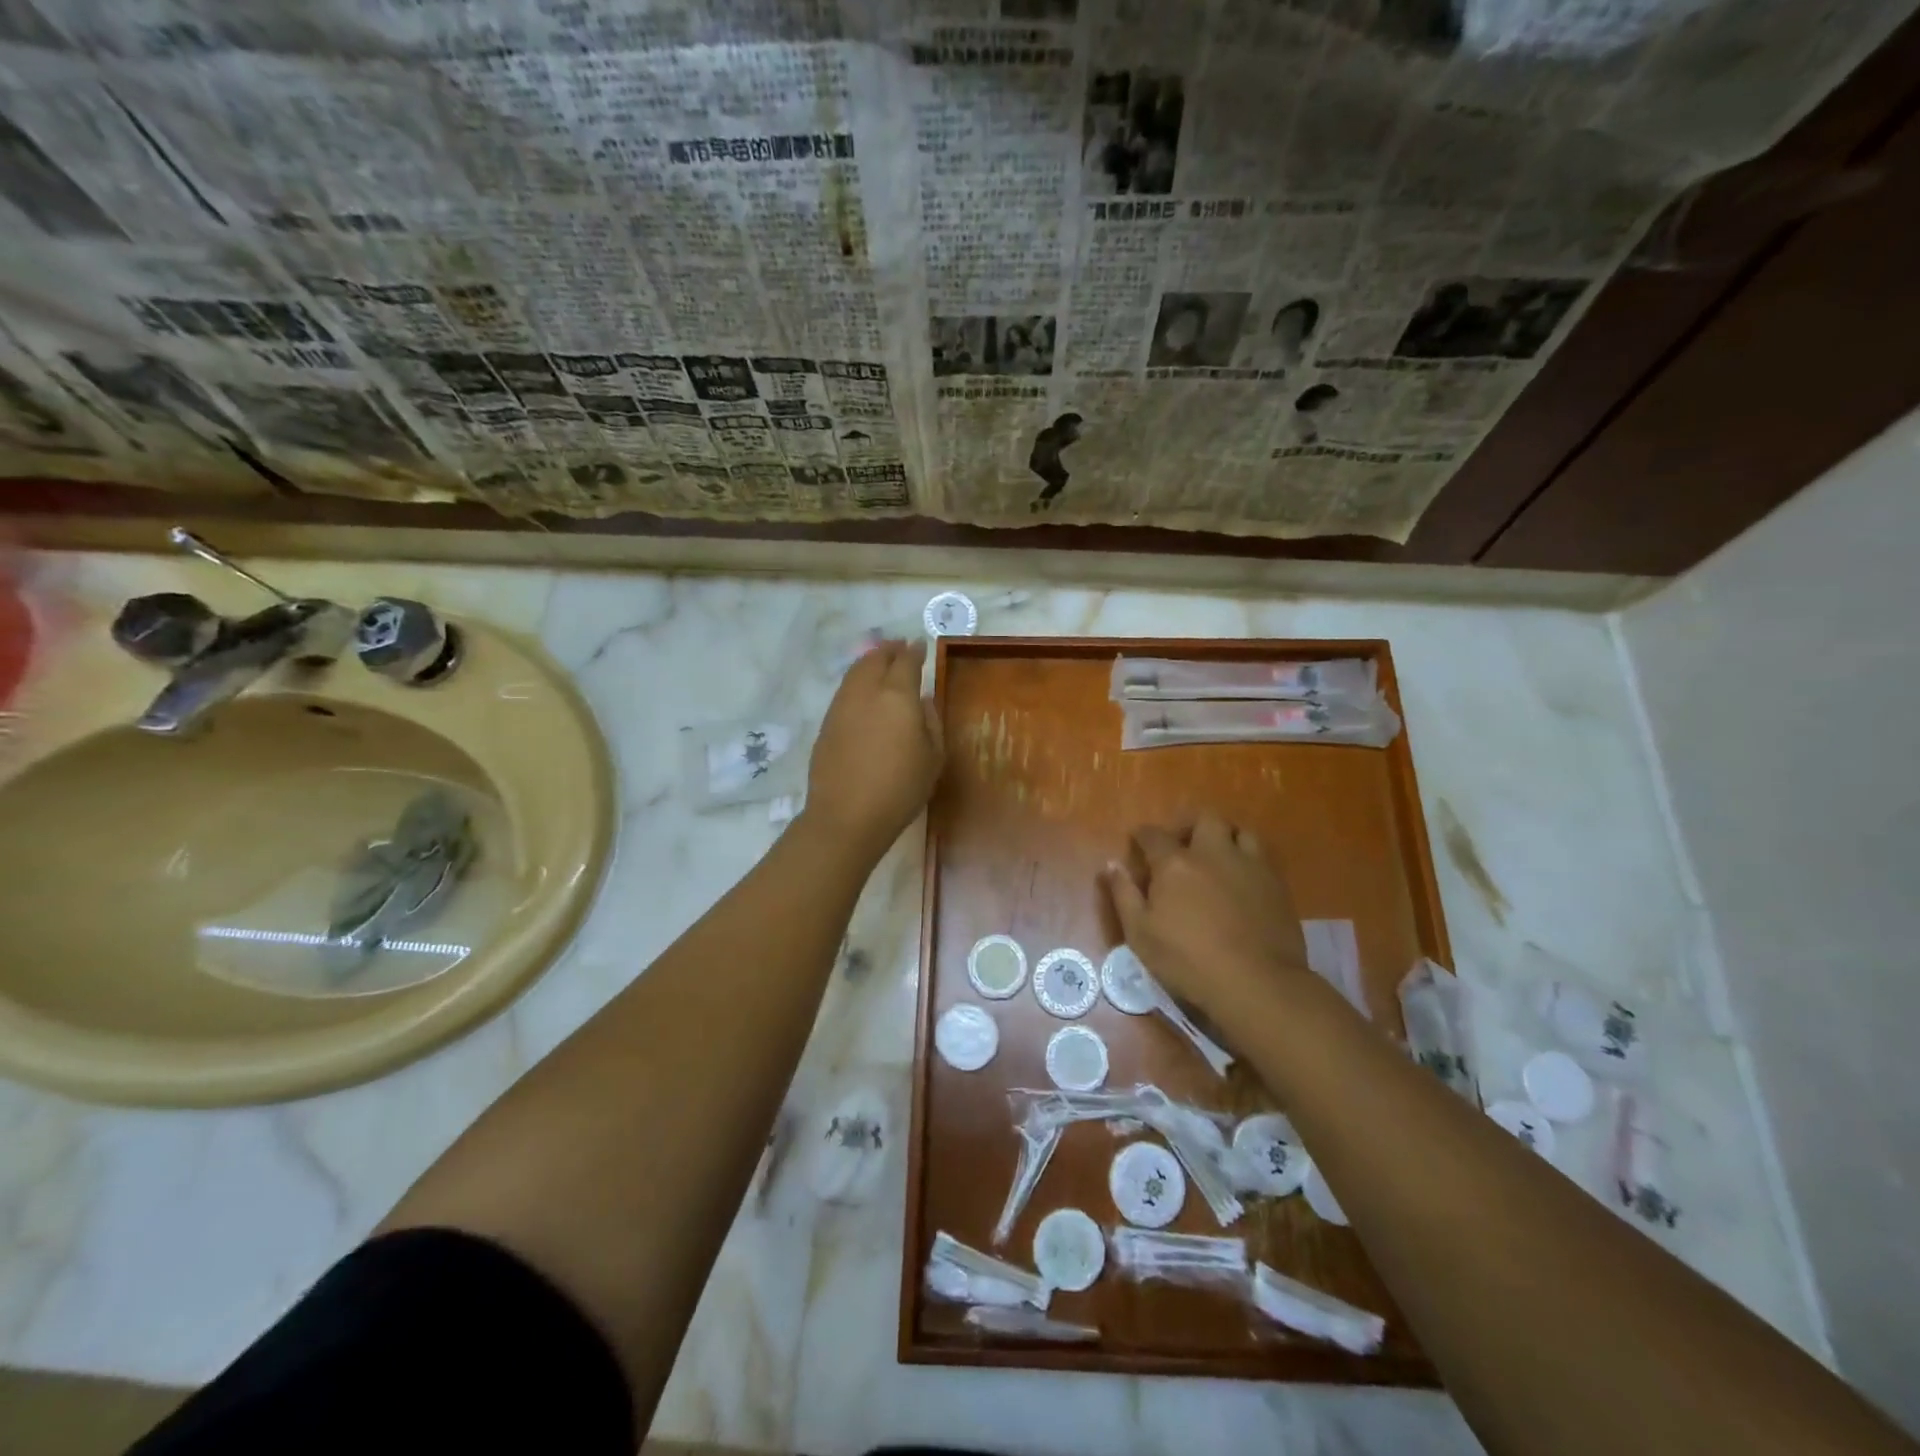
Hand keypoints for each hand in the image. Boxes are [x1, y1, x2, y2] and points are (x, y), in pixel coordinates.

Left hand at [802, 638, 943, 859]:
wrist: (847, 815)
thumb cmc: (900, 788)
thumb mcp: (933, 757)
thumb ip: (931, 722)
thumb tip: (922, 700)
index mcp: (897, 696)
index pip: (906, 662)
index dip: (915, 651)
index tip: (920, 645)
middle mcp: (866, 692)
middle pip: (875, 659)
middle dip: (889, 650)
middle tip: (899, 647)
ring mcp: (841, 706)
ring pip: (855, 672)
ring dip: (869, 662)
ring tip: (879, 663)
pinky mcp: (826, 724)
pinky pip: (844, 690)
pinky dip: (856, 681)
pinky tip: (863, 692)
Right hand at [1103, 812, 1313, 1023]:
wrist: (1256, 983)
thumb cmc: (1188, 961)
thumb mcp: (1140, 934)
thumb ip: (1124, 895)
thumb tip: (1111, 864)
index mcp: (1175, 863)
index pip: (1154, 835)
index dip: (1143, 835)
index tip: (1138, 841)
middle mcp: (1213, 853)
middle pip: (1204, 819)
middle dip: (1190, 826)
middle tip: (1183, 846)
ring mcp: (1249, 866)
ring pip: (1240, 831)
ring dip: (1225, 837)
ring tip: (1218, 857)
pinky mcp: (1276, 884)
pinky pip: (1262, 857)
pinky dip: (1248, 859)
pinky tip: (1241, 879)